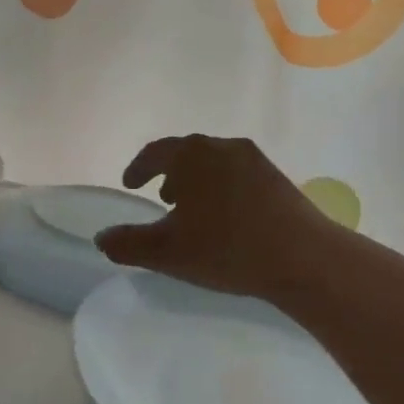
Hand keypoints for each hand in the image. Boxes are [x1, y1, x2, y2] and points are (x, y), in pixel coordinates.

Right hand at [95, 135, 337, 304]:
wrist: (303, 257)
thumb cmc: (227, 248)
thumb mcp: (168, 252)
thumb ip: (128, 244)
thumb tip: (101, 238)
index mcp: (192, 155)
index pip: (156, 152)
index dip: (138, 168)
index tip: (130, 184)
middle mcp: (222, 146)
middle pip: (187, 153)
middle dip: (169, 173)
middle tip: (161, 197)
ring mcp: (254, 159)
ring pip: (214, 163)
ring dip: (197, 181)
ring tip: (193, 210)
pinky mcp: (277, 177)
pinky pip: (237, 174)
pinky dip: (221, 187)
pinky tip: (227, 218)